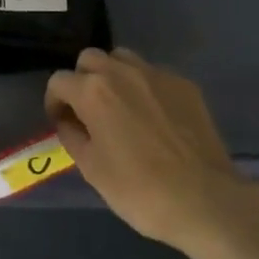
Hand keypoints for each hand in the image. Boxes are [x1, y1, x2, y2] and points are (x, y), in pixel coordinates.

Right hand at [45, 49, 256, 250]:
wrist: (204, 199)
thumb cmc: (139, 189)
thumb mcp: (92, 169)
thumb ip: (73, 136)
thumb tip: (69, 122)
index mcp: (93, 92)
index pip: (59, 81)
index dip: (54, 101)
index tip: (61, 122)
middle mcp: (123, 72)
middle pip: (90, 59)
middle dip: (82, 79)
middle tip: (87, 111)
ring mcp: (158, 75)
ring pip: (123, 59)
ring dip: (113, 76)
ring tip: (120, 107)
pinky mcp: (185, 85)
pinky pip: (154, 74)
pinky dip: (144, 87)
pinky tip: (153, 117)